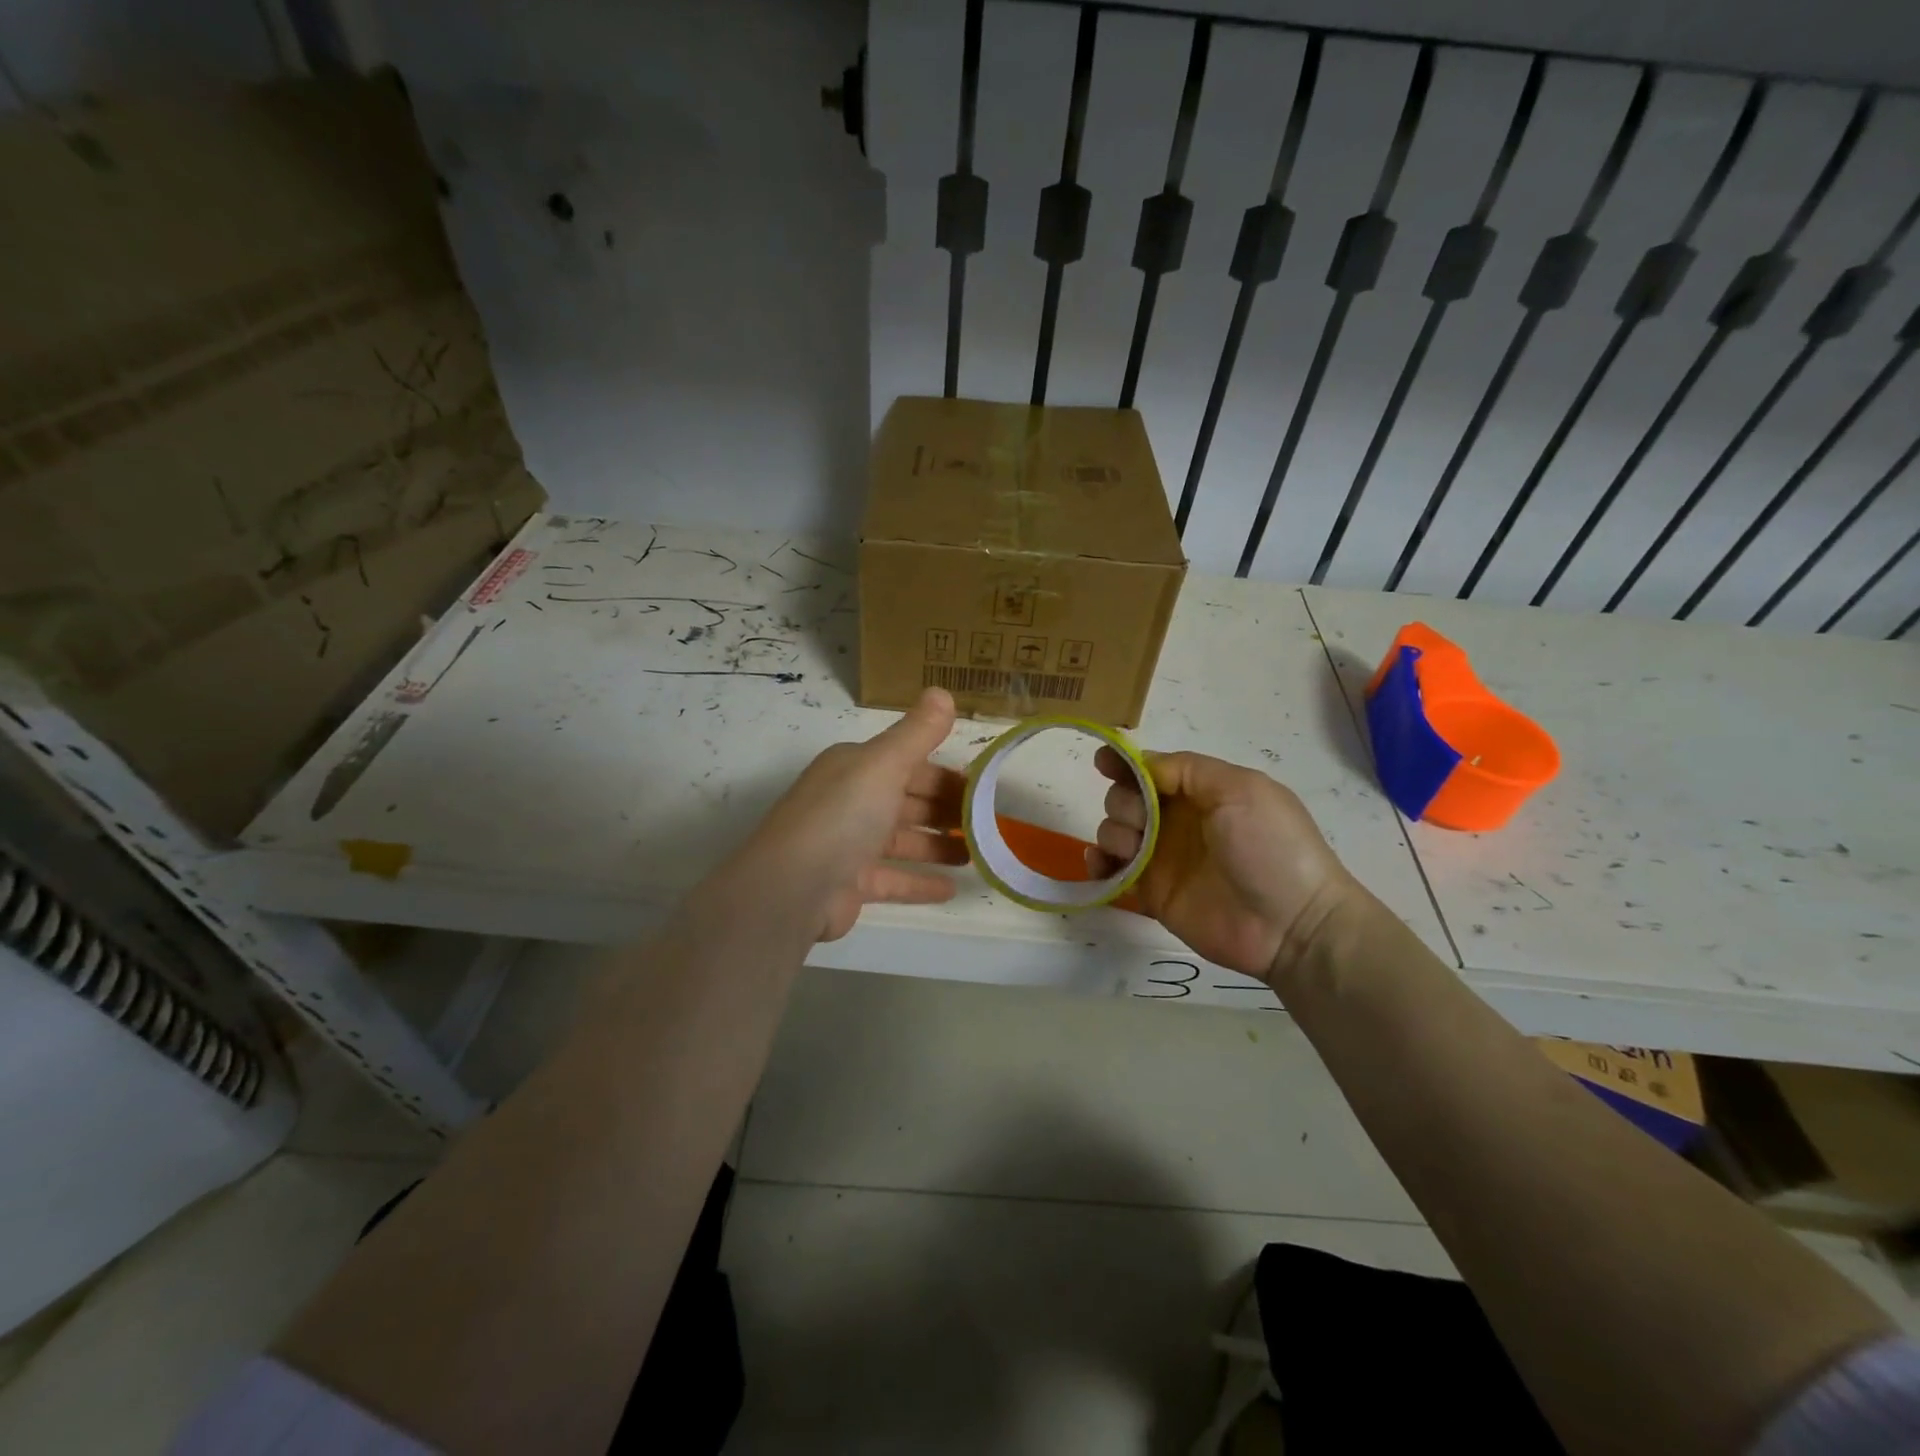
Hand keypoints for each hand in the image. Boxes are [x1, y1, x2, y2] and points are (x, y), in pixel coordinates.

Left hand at [749, 688, 967, 940]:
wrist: (792, 886)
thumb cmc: (843, 815)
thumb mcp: (884, 763)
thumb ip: (917, 732)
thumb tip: (942, 691)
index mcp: (856, 768)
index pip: (909, 764)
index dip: (946, 775)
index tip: (983, 789)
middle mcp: (850, 801)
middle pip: (908, 801)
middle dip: (946, 810)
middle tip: (989, 823)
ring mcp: (848, 845)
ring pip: (903, 841)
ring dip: (938, 846)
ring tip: (978, 854)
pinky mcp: (850, 885)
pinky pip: (893, 879)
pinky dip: (921, 882)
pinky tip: (952, 888)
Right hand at [1088, 748, 1366, 983]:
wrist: (1291, 924)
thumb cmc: (1270, 847)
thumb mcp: (1240, 790)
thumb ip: (1188, 769)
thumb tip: (1143, 763)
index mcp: (1200, 792)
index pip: (1151, 770)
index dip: (1124, 763)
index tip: (1104, 763)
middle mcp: (1176, 821)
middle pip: (1125, 797)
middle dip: (1124, 802)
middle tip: (1143, 821)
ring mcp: (1161, 857)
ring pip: (1113, 830)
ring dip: (1113, 832)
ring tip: (1136, 850)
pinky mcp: (1151, 892)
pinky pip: (1111, 872)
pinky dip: (1097, 864)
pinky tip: (1102, 866)